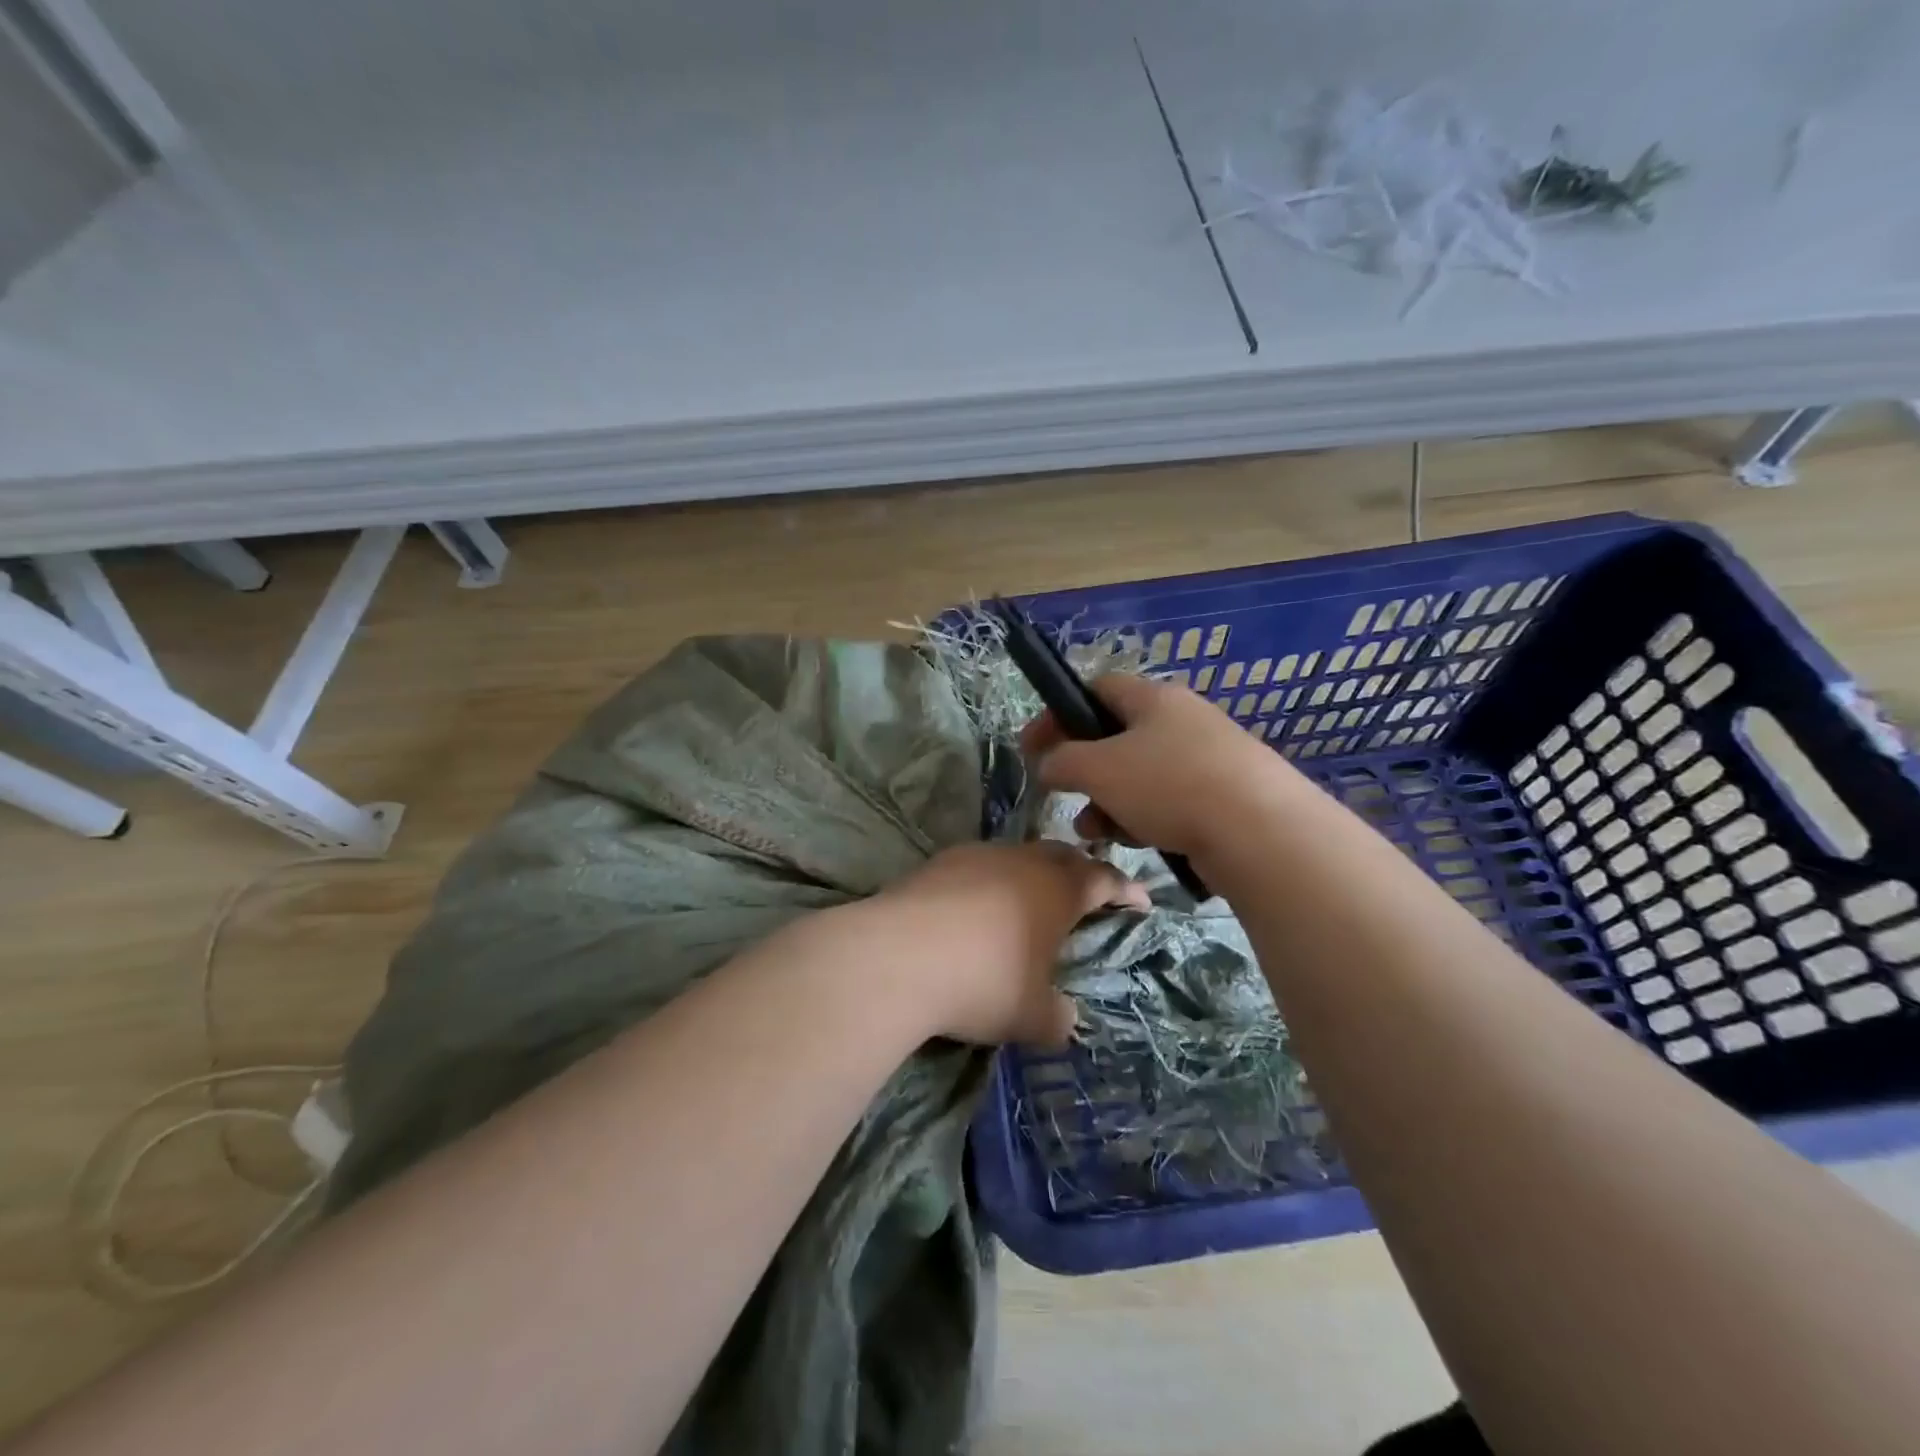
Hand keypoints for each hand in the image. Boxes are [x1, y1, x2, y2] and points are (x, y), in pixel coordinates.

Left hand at [877, 841, 1149, 1046]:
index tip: (1140, 901)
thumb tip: (1065, 1020)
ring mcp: (978, 856)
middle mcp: (1022, 861)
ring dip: (1033, 873)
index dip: (1125, 889)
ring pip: (1019, 855)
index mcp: (1058, 889)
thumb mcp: (1030, 1016)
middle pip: (1062, 855)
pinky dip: (992, 880)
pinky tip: (978, 907)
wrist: (897, 957)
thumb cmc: (982, 983)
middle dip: (1081, 872)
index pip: (1104, 879)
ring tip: (1031, 900)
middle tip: (1088, 893)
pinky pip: (980, 864)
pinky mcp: (940, 862)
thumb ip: (1058, 1019)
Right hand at [1019, 674, 1288, 858]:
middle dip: (1084, 770)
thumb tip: (1048, 763)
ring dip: (1109, 801)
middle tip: (1065, 796)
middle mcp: (1183, 720)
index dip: (1058, 715)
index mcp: (1154, 698)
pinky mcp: (1226, 796)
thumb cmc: (1169, 785)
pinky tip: (1139, 842)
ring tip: (1095, 832)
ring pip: (1141, 775)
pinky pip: (1170, 801)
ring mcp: (1208, 758)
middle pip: (1117, 737)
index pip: (1096, 689)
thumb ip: (1062, 761)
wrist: (1261, 832)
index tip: (1033, 748)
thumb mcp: (1098, 769)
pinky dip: (1144, 818)